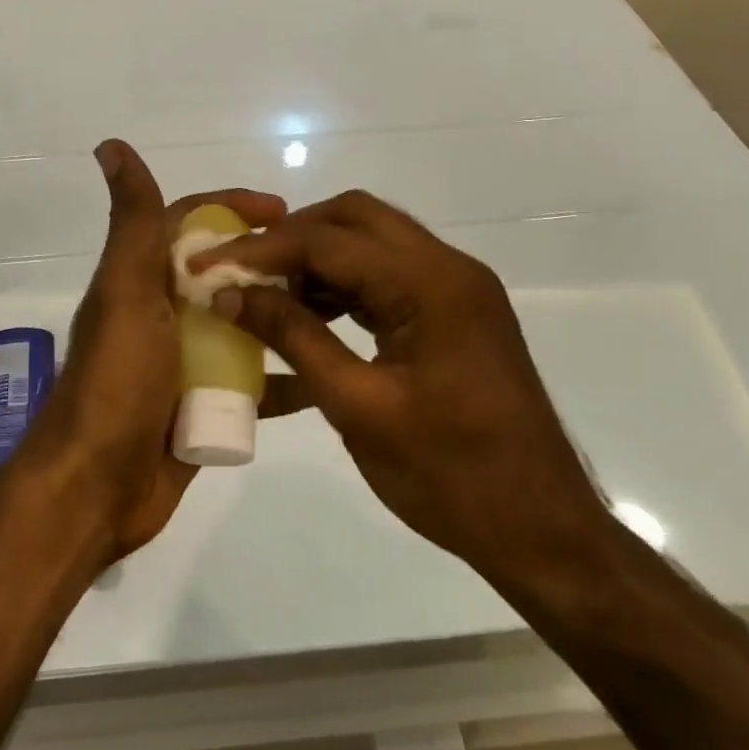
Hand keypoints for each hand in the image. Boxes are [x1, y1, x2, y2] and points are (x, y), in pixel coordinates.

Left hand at [16, 140, 285, 564]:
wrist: (95, 488)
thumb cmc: (115, 382)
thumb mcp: (126, 293)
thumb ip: (133, 224)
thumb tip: (109, 144)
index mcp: (141, 282)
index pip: (188, 224)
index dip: (231, 207)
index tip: (282, 208)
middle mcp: (162, 316)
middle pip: (223, 274)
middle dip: (267, 263)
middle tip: (324, 265)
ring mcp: (183, 364)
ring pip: (242, 326)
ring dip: (281, 316)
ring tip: (336, 312)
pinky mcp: (201, 407)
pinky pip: (251, 383)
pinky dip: (282, 377)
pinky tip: (323, 376)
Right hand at [192, 191, 608, 588]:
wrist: (542, 530)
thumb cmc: (451, 476)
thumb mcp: (359, 407)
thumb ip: (294, 338)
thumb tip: (231, 294)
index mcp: (431, 285)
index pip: (327, 241)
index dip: (260, 249)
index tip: (207, 265)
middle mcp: (448, 269)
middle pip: (354, 219)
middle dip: (290, 238)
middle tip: (241, 271)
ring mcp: (456, 290)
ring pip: (372, 244)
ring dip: (317, 260)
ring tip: (268, 296)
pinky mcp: (455, 315)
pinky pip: (388, 278)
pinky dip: (344, 287)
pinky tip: (310, 320)